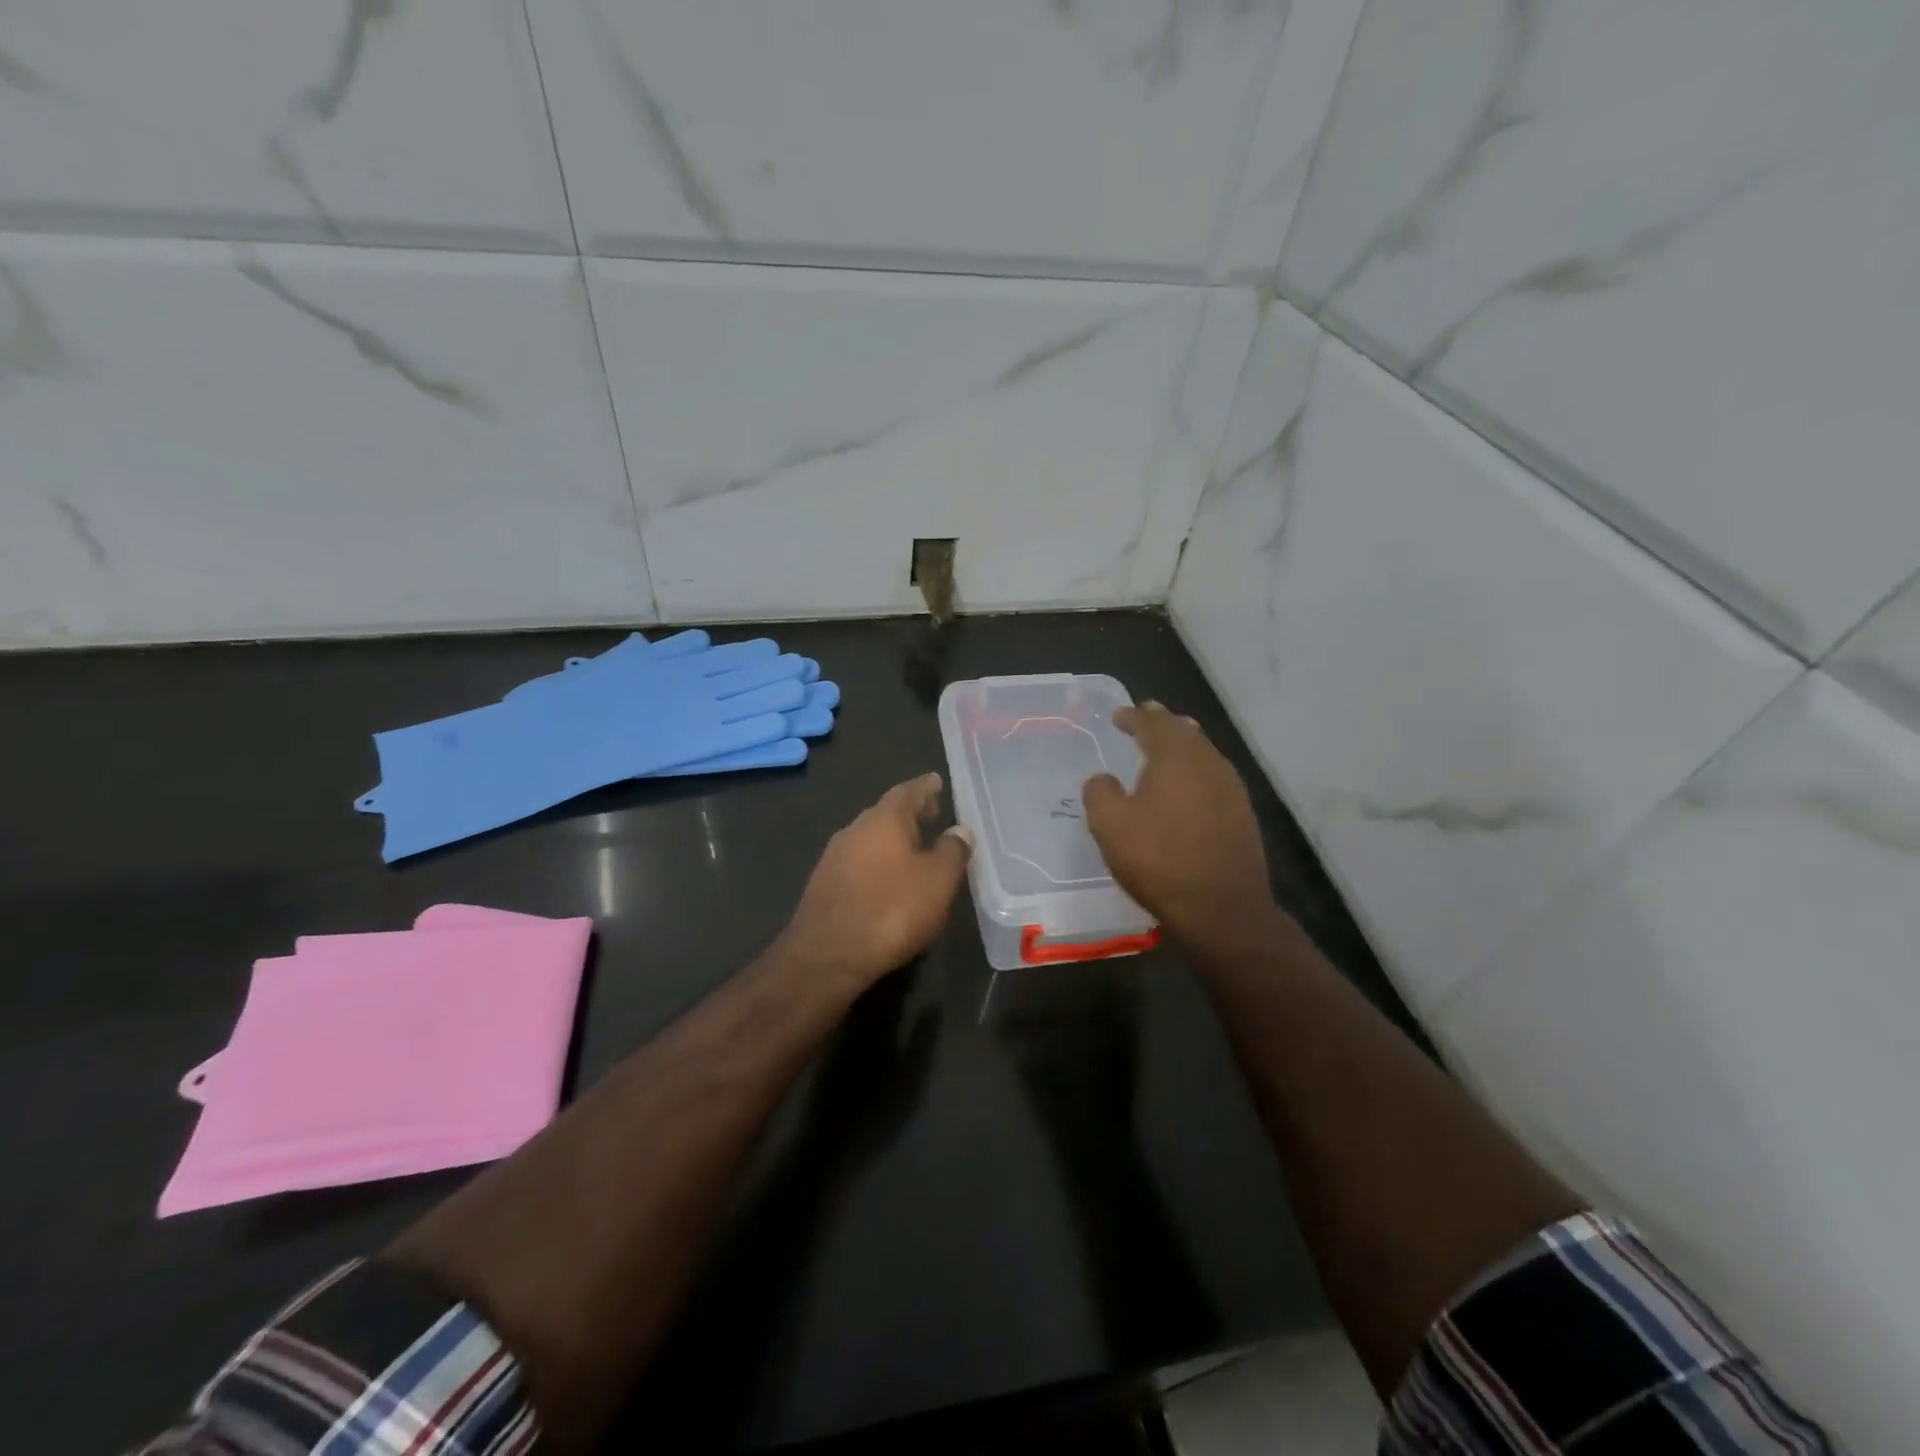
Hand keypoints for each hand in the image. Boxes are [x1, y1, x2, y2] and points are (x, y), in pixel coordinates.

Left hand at [777, 773, 971, 995]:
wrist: (827, 955)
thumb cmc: (892, 910)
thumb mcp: (938, 881)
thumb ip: (952, 851)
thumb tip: (959, 830)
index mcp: (884, 819)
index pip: (908, 791)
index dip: (925, 787)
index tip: (936, 781)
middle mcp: (855, 829)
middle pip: (886, 813)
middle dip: (909, 813)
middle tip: (931, 813)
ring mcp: (834, 857)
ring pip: (869, 838)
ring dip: (892, 839)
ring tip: (915, 848)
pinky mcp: (824, 885)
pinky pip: (858, 862)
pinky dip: (877, 862)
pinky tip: (887, 879)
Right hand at [1083, 703, 1274, 947]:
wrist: (1223, 907)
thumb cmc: (1160, 860)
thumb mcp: (1110, 826)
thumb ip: (1100, 793)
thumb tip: (1103, 779)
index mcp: (1176, 756)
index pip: (1153, 723)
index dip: (1133, 716)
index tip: (1118, 715)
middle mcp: (1209, 762)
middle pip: (1184, 731)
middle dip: (1162, 724)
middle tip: (1144, 718)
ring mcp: (1231, 788)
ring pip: (1203, 753)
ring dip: (1181, 746)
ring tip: (1165, 748)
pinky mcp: (1242, 814)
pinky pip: (1213, 778)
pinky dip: (1194, 772)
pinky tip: (1186, 788)